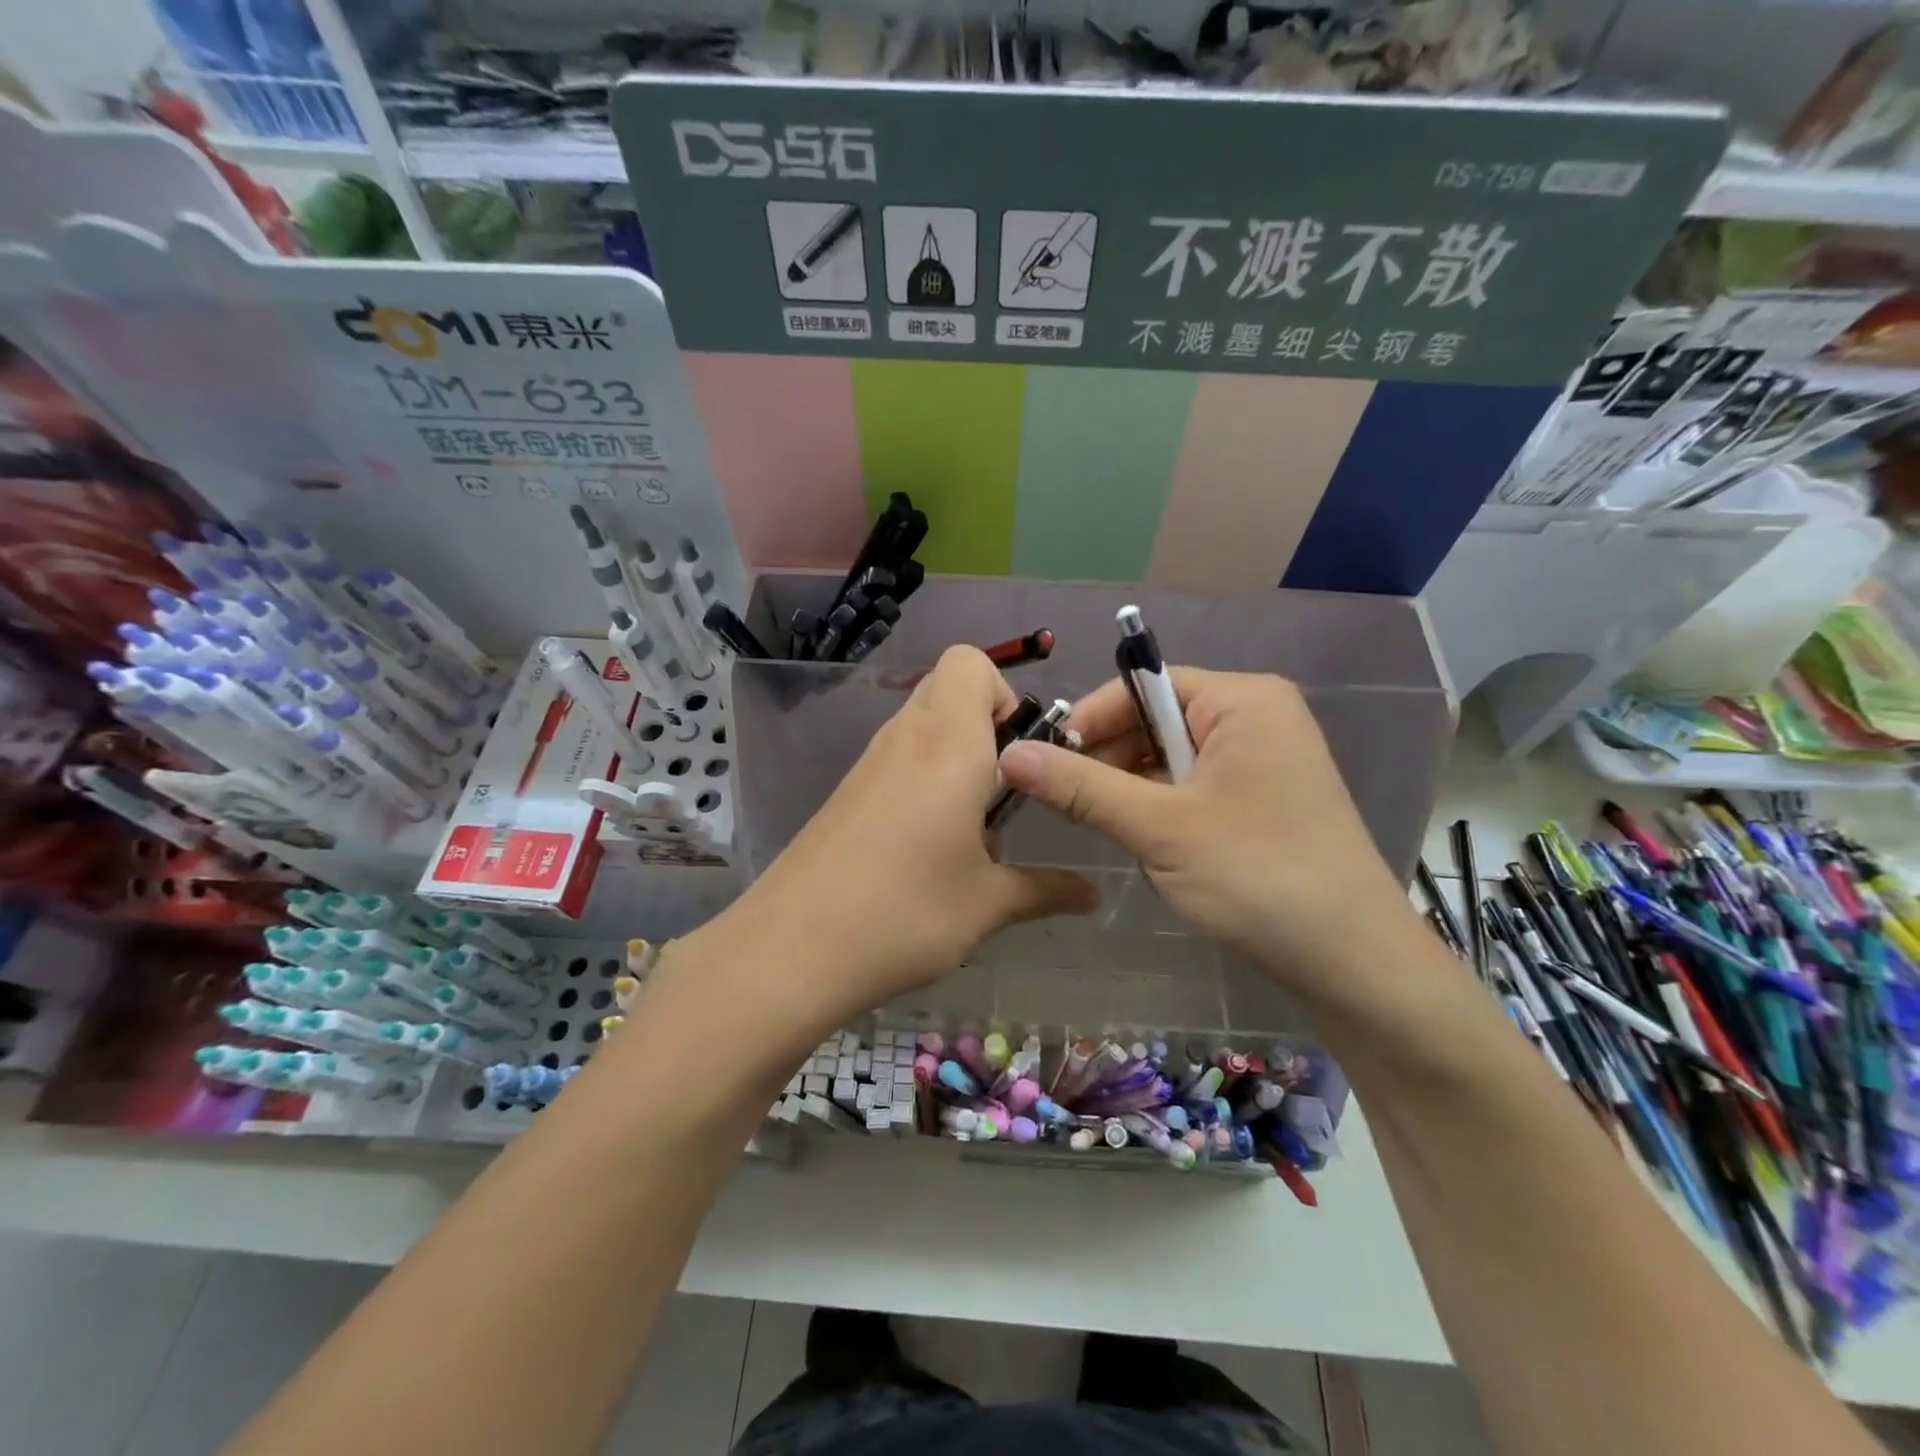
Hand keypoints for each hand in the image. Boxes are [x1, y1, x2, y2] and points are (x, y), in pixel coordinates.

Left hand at [691, 647, 1096, 1029]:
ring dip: (954, 755)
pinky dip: (923, 780)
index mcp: (948, 743)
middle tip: (1004, 790)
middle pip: (946, 687)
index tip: (1021, 755)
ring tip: (970, 829)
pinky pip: (896, 760)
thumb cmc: (904, 913)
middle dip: (985, 723)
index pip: (970, 662)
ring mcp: (868, 764)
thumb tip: (1092, 895)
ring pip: (920, 724)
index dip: (1003, 694)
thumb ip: (1046, 890)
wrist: (789, 950)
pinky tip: (926, 849)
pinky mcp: (846, 793)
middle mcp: (905, 738)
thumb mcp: (987, 905)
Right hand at [997, 669, 1419, 1005]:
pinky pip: (1193, 786)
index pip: (1141, 686)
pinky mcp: (1263, 799)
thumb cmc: (1258, 877)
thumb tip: (1009, 754)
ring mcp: (1263, 759)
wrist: (1355, 964)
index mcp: (1242, 700)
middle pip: (1154, 720)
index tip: (1042, 765)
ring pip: (1169, 759)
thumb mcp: (1160, 828)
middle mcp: (1256, 717)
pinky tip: (1155, 849)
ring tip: (1120, 835)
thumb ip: (1081, 787)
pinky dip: (1163, 812)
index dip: (1087, 721)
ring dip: (1135, 793)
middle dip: (1110, 762)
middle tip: (1071, 808)